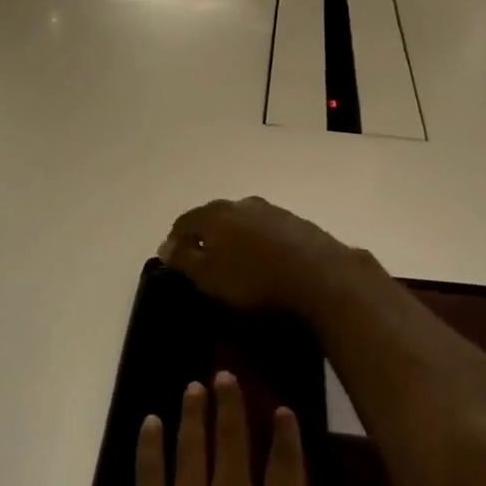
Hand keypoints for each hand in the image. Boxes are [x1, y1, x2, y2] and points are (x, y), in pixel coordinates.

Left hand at [101, 373, 358, 485]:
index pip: (287, 462)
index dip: (286, 432)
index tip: (282, 407)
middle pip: (232, 438)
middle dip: (230, 403)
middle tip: (223, 374)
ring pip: (191, 443)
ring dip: (192, 412)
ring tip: (192, 387)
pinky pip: (148, 471)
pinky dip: (149, 443)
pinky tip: (149, 422)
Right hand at [160, 198, 356, 314]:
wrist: (320, 277)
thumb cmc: (254, 280)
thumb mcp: (209, 276)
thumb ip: (185, 259)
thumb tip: (165, 245)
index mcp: (215, 214)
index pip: (185, 221)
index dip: (175, 239)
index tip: (172, 259)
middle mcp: (242, 204)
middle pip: (214, 216)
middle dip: (205, 235)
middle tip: (202, 260)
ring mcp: (272, 211)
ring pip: (242, 221)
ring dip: (233, 237)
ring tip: (234, 260)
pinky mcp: (296, 224)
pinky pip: (266, 230)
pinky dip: (258, 242)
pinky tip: (263, 260)